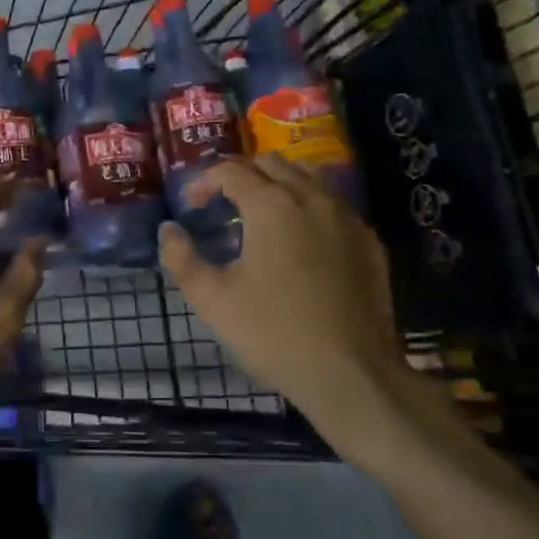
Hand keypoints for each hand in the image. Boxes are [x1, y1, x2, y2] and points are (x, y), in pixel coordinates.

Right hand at [160, 156, 401, 418]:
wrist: (350, 374)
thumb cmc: (273, 333)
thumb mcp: (211, 299)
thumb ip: (181, 258)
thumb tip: (168, 230)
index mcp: (271, 205)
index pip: (230, 171)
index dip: (203, 182)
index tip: (191, 205)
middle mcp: (312, 198)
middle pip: (272, 164)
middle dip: (242, 175)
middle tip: (223, 203)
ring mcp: (347, 217)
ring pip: (309, 177)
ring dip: (279, 184)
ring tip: (262, 213)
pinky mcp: (370, 241)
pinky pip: (335, 205)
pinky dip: (310, 207)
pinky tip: (302, 239)